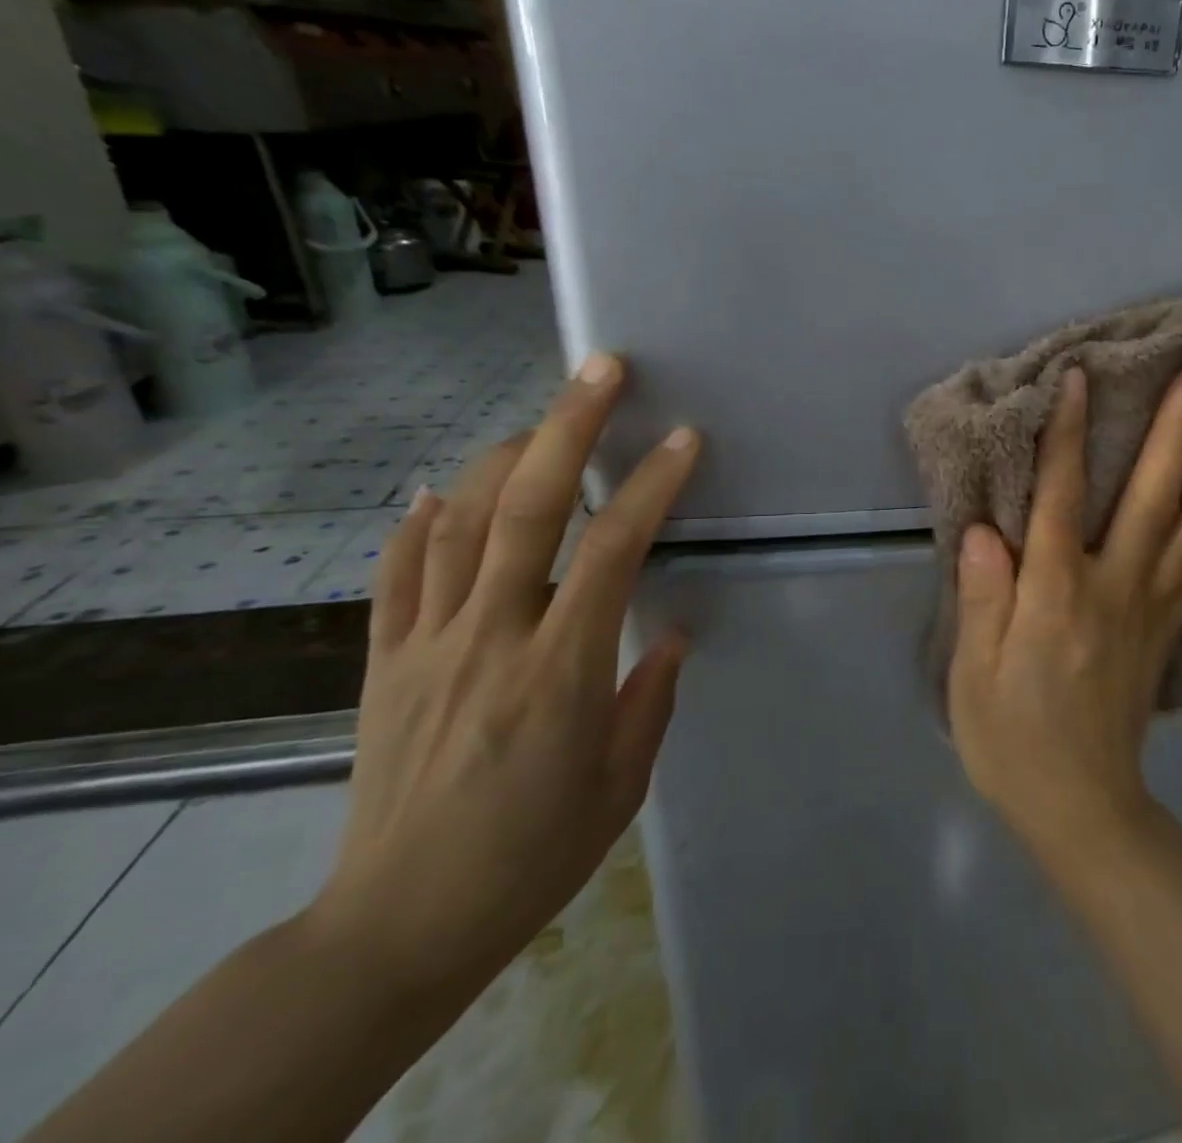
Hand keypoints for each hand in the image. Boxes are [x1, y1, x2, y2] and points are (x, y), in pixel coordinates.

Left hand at [305, 352, 699, 1003]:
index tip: (683, 440)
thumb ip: (650, 696)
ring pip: (457, 521)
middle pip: (526, 506)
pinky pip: (396, 573)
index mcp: (560, 669)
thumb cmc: (533, 856)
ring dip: (501, 457)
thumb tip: (668, 631)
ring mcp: (427, 643)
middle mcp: (490, 636)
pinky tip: (438, 489)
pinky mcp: (383, 662)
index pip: (612, 549)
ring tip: (540, 423)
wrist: (398, 926)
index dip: (650, 485)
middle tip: (601, 369)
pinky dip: (417, 521)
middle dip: (568, 426)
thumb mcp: (621, 784)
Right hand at [948, 366, 1181, 858]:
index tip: (1080, 377)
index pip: (1061, 497)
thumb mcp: (973, 675)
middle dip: (1176, 432)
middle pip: (1152, 498)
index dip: (1068, 434)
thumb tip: (985, 530)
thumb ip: (983, 598)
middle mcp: (1115, 589)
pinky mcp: (1172, 630)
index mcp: (1057, 596)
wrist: (1081, 807)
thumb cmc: (1012, 739)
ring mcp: (1154, 609)